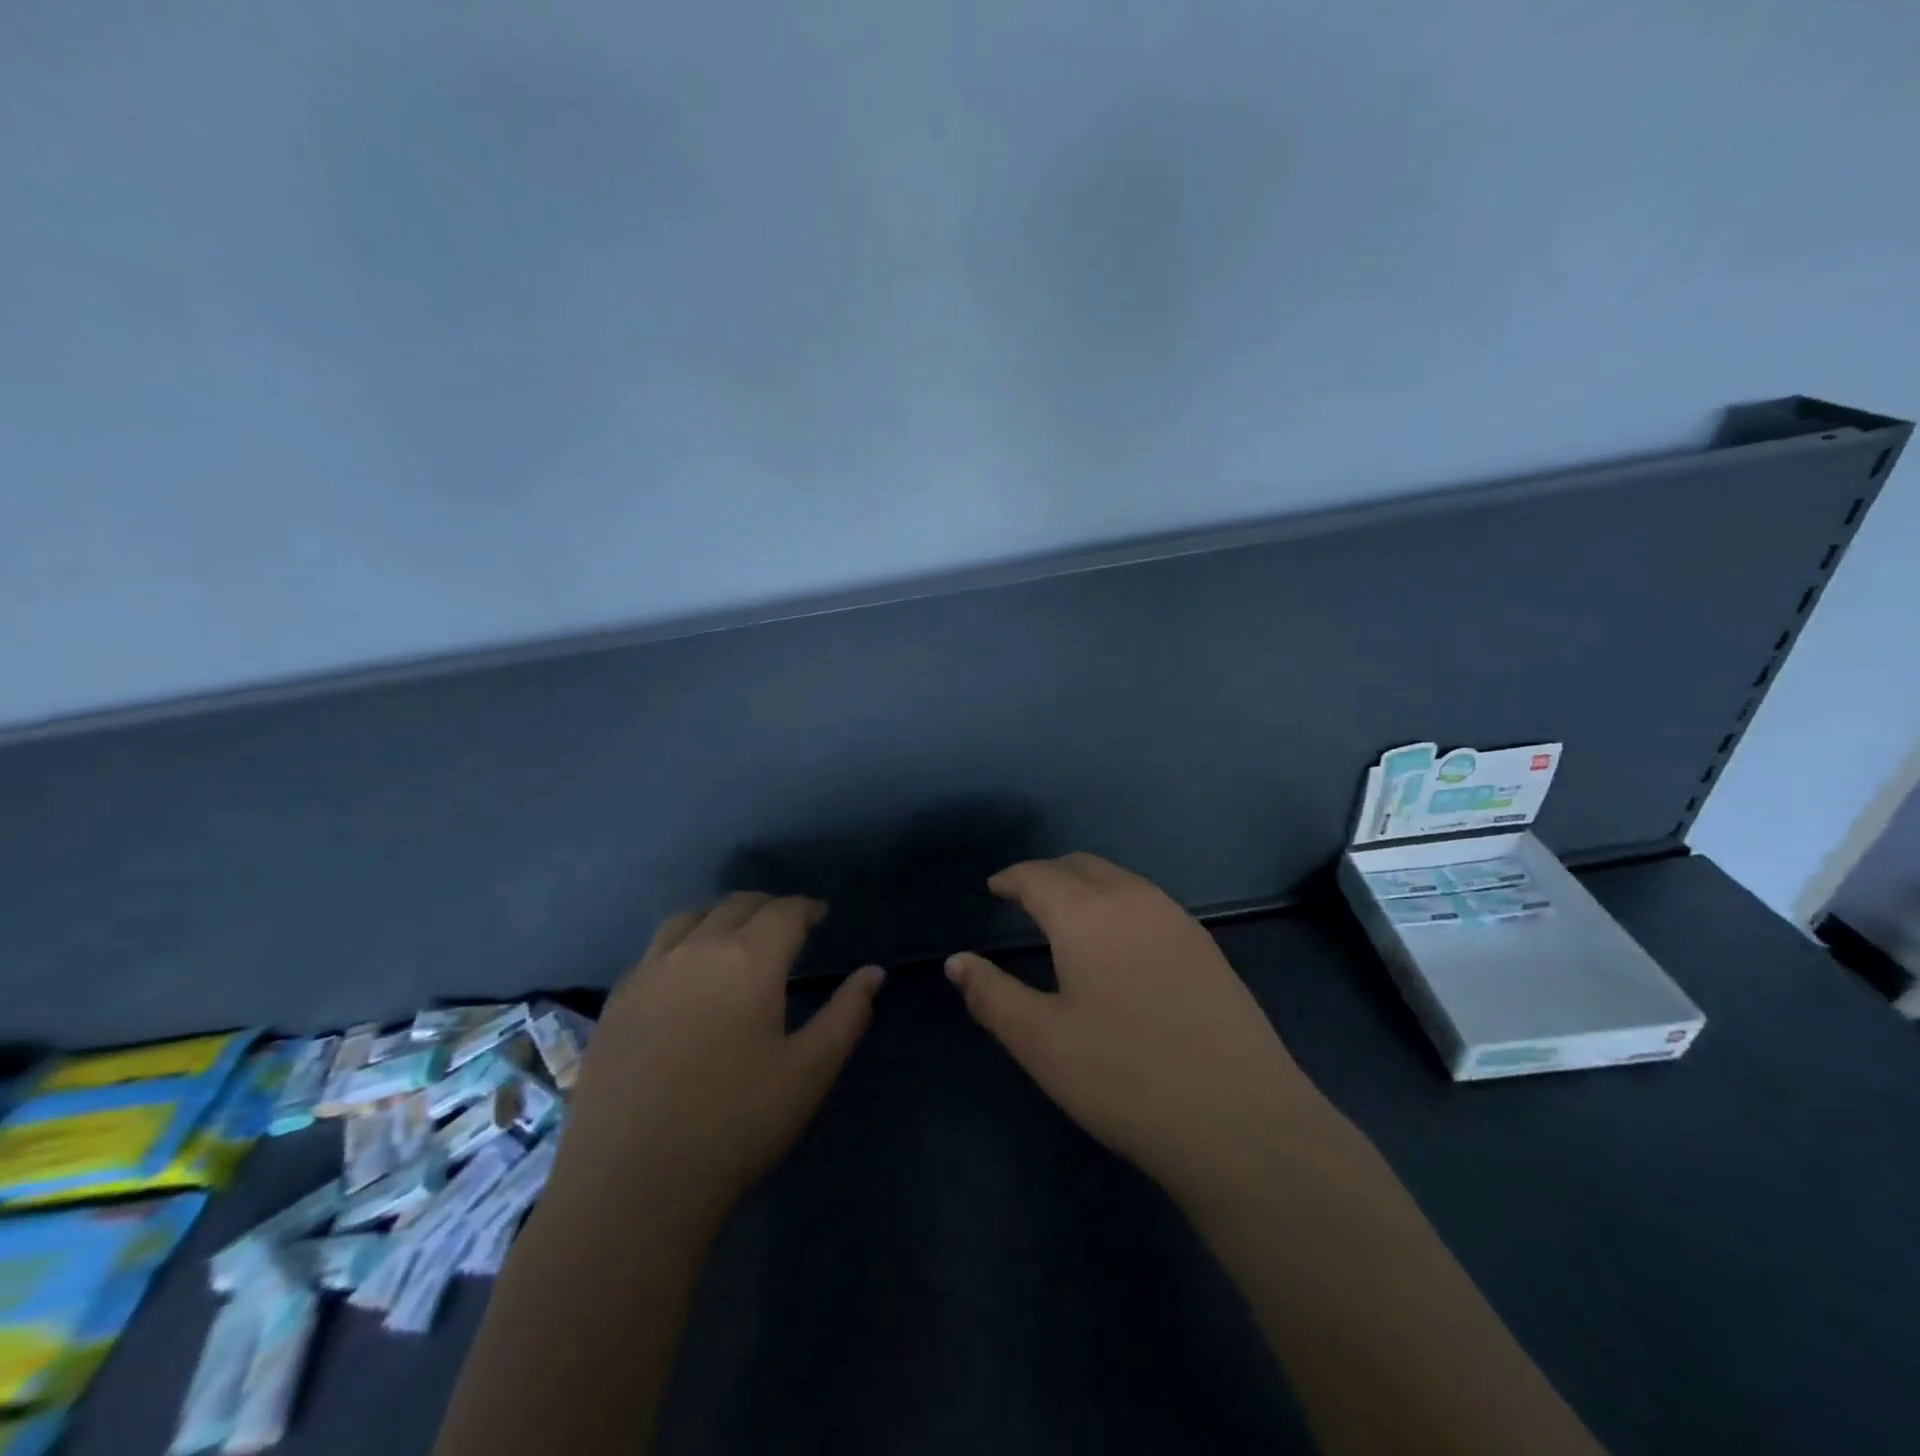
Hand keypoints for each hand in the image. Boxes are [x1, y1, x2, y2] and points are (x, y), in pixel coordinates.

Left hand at [568, 893, 884, 1213]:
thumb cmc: (737, 1123)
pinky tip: (684, 976)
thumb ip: (847, 1014)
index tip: (820, 915)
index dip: (807, 908)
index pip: (784, 911)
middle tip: (786, 925)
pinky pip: (653, 950)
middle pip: (736, 905)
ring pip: (689, 918)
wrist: (632, 1184)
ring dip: (720, 917)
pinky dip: (681, 943)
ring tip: (733, 938)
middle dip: (767, 907)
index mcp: (749, 960)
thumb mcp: (810, 1070)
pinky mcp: (615, 1002)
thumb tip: (874, 973)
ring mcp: (648, 973)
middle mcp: (697, 950)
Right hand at [946, 853, 1318, 1204]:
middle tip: (1024, 899)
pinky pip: (1148, 903)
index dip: (1011, 878)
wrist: (1241, 1120)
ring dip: (1086, 886)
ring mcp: (1178, 920)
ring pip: (1120, 880)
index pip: (1039, 875)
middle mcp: (1134, 900)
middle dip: (1048, 875)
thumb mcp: (1042, 1042)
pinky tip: (1118, 945)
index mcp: (1088, 914)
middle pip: (1082, 866)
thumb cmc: (1125, 1077)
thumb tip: (956, 961)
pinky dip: (1118, 904)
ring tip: (1066, 918)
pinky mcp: (1206, 947)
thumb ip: (991, 995)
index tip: (994, 888)